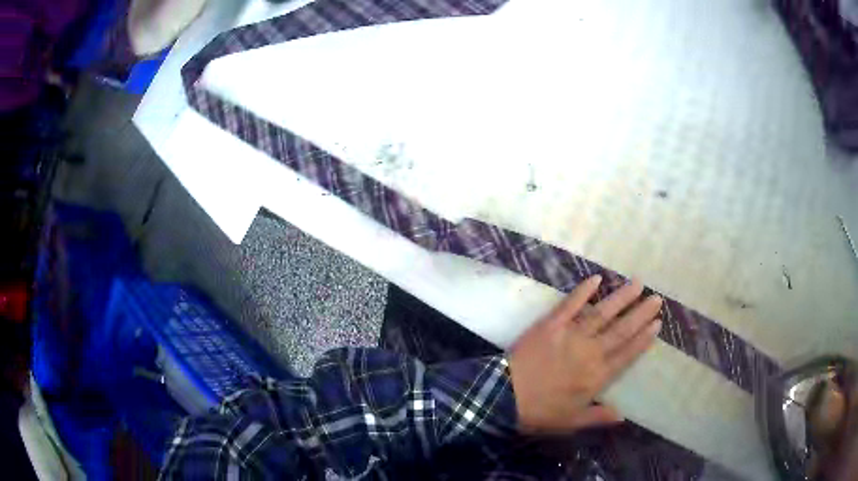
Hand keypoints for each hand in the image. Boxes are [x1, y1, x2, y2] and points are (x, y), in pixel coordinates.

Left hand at [507, 275, 661, 433]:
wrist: (504, 397)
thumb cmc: (539, 412)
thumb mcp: (571, 422)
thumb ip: (598, 416)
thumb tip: (623, 415)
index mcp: (597, 376)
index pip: (627, 354)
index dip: (643, 339)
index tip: (657, 323)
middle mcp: (590, 352)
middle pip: (621, 330)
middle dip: (640, 314)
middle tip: (656, 298)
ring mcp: (571, 335)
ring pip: (602, 313)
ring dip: (621, 298)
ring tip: (637, 283)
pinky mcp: (551, 324)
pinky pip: (570, 304)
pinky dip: (583, 291)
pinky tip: (596, 278)